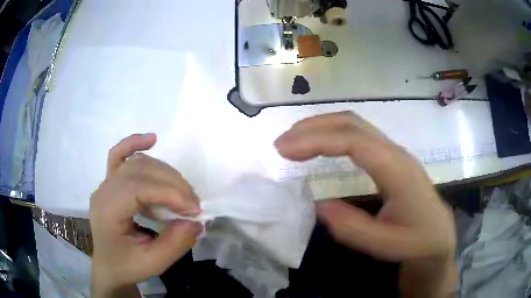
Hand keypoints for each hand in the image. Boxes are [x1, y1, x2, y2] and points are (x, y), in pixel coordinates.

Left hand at [90, 133, 201, 296]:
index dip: (170, 193)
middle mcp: (104, 190)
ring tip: (182, 194)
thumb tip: (197, 221)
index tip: (194, 210)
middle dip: (172, 184)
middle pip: (141, 170)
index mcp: (107, 210)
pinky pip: (120, 154)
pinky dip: (135, 144)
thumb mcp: (153, 263)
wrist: (109, 266)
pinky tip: (151, 139)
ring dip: (164, 172)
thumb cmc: (127, 266)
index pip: (139, 187)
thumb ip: (175, 243)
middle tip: (193, 205)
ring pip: (137, 162)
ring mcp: (106, 182)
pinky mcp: (111, 181)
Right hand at [275, 112, 455, 296]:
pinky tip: (321, 146)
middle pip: (351, 123)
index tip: (284, 150)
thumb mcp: (385, 245)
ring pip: (354, 124)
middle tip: (282, 143)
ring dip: (321, 127)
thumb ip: (352, 228)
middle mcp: (394, 152)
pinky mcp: (390, 158)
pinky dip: (333, 134)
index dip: (316, 140)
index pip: (353, 141)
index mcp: (396, 169)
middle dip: (313, 128)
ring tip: (294, 141)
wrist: (438, 235)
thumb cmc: (416, 241)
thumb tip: (318, 205)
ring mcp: (393, 152)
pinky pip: (358, 135)